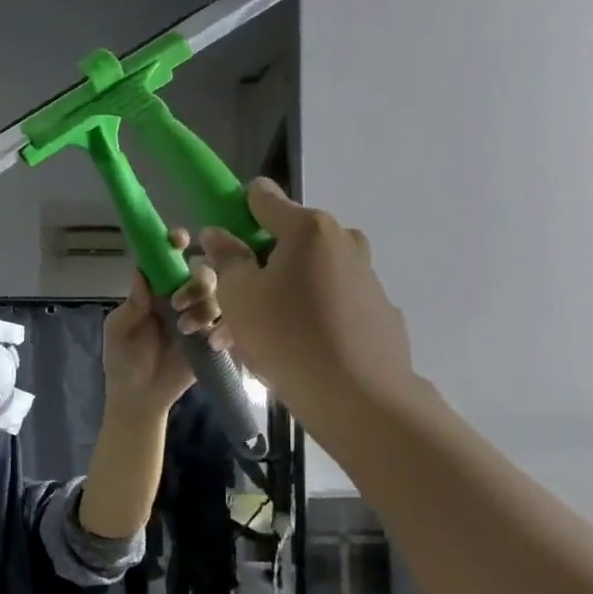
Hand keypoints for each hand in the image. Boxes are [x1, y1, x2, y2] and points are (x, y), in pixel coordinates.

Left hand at [101, 229, 225, 412]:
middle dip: (195, 282)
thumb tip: (142, 272)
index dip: (175, 244)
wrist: (139, 398)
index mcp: (157, 290)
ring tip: (186, 328)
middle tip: (177, 303)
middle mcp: (182, 298)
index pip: (169, 259)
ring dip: (205, 306)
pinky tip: (210, 340)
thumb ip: (132, 303)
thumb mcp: (119, 329)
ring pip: (221, 295)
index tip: (179, 239)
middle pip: (203, 273)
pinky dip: (225, 327)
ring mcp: (201, 318)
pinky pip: (231, 324)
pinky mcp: (215, 340)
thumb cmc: (123, 360)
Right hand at [200, 179, 418, 430]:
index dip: (234, 212)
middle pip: (285, 241)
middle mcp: (342, 241)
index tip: (216, 241)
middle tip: (225, 304)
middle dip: (252, 267)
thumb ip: (226, 257)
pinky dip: (302, 316)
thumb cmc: (286, 335)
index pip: (262, 198)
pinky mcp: (376, 310)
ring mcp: (364, 275)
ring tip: (242, 339)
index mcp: (308, 228)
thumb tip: (218, 233)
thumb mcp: (237, 295)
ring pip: (304, 276)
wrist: (357, 395)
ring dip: (273, 297)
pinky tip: (284, 350)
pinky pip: (327, 302)